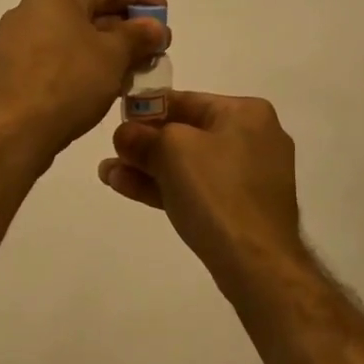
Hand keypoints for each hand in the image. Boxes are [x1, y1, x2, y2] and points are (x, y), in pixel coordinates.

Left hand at [0, 0, 168, 158]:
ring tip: (140, 70)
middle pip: (91, 12)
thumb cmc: (67, 80)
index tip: (166, 12)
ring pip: (77, 39)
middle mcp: (32, 9)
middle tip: (158, 47)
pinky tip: (110, 85)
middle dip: (128, 30)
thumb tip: (155, 27)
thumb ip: (138, 35)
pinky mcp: (16, 70)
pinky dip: (87, 67)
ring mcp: (20, 41)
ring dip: (110, 52)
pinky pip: (60, 59)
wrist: (11, 131)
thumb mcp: (113, 55)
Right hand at [98, 91, 302, 280]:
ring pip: (189, 165)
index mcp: (246, 113)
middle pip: (186, 134)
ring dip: (148, 168)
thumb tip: (124, 135)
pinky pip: (198, 188)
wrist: (256, 262)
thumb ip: (142, 136)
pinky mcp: (242, 209)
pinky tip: (126, 187)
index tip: (118, 120)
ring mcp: (250, 177)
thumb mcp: (170, 150)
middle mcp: (254, 138)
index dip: (147, 109)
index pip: (186, 100)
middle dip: (144, 145)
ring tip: (107, 174)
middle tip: (111, 152)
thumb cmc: (216, 191)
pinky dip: (166, 187)